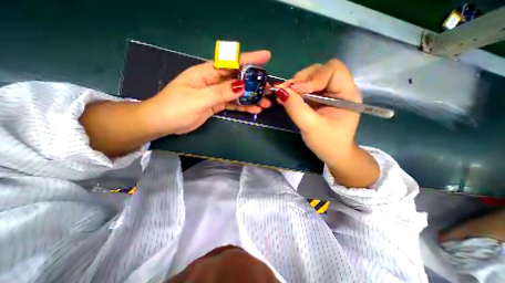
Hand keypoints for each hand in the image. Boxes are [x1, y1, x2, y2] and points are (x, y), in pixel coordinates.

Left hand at [141, 50, 272, 134]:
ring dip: (252, 98)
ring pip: (238, 93)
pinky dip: (243, 106)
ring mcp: (216, 93)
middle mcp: (213, 80)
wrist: (164, 122)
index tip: (266, 57)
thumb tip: (242, 86)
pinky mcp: (217, 104)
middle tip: (269, 89)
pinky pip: (233, 104)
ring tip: (265, 103)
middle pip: (238, 79)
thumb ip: (220, 92)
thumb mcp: (198, 99)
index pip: (231, 62)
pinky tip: (254, 109)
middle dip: (255, 83)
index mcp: (206, 72)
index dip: (249, 59)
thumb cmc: (176, 107)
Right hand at [273, 58, 377, 186]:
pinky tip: (287, 96)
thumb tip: (281, 91)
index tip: (295, 90)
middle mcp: (339, 89)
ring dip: (296, 84)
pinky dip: (295, 91)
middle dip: (302, 79)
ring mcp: (328, 93)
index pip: (333, 71)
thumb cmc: (327, 143)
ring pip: (312, 77)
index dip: (313, 77)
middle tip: (287, 90)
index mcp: (347, 95)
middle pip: (321, 70)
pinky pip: (306, 88)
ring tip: (284, 93)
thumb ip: (296, 108)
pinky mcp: (319, 98)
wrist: (332, 153)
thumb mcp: (311, 127)